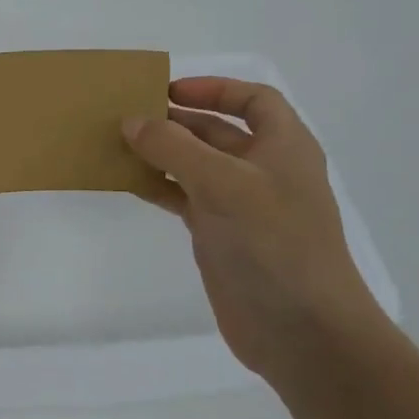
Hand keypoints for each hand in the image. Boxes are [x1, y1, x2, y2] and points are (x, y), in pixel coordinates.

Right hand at [122, 76, 382, 379]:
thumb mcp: (223, 183)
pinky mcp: (220, 234)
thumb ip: (174, 147)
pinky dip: (158, 186)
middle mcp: (263, 170)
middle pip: (217, 130)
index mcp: (283, 147)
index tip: (168, 91)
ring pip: (195, 164)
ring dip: (160, 153)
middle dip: (175, 120)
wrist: (301, 330)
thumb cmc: (273, 244)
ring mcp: (241, 204)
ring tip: (117, 145)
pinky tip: (128, 182)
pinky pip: (183, 197)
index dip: (214, 88)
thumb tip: (131, 121)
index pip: (254, 100)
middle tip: (127, 116)